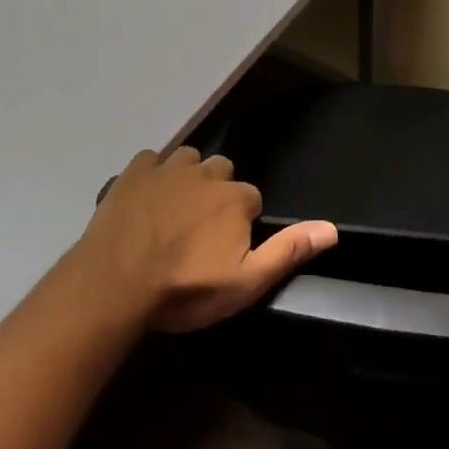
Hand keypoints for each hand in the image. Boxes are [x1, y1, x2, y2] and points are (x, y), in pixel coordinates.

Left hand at [68, 147, 337, 332]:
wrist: (116, 282)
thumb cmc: (184, 288)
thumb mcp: (245, 282)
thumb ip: (288, 252)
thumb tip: (332, 229)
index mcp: (235, 198)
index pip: (251, 199)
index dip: (241, 222)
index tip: (224, 247)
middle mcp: (206, 172)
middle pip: (221, 171)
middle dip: (216, 193)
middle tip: (199, 228)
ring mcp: (168, 168)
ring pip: (188, 159)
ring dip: (187, 177)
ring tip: (173, 210)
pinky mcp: (135, 170)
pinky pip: (152, 160)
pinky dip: (153, 174)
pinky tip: (144, 198)